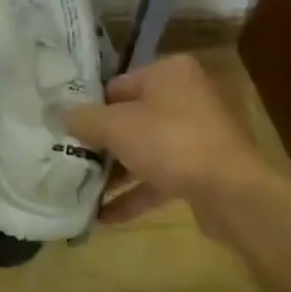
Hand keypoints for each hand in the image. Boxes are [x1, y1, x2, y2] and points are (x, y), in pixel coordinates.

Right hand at [64, 54, 270, 222]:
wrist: (231, 191)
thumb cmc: (170, 142)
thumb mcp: (116, 127)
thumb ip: (84, 119)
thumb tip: (60, 113)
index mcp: (169, 73)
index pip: (117, 86)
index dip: (90, 109)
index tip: (67, 131)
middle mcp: (186, 97)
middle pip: (131, 119)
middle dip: (102, 145)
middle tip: (70, 161)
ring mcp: (197, 135)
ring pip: (145, 150)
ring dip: (116, 173)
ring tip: (81, 192)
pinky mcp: (202, 170)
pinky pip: (160, 178)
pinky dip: (135, 195)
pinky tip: (104, 218)